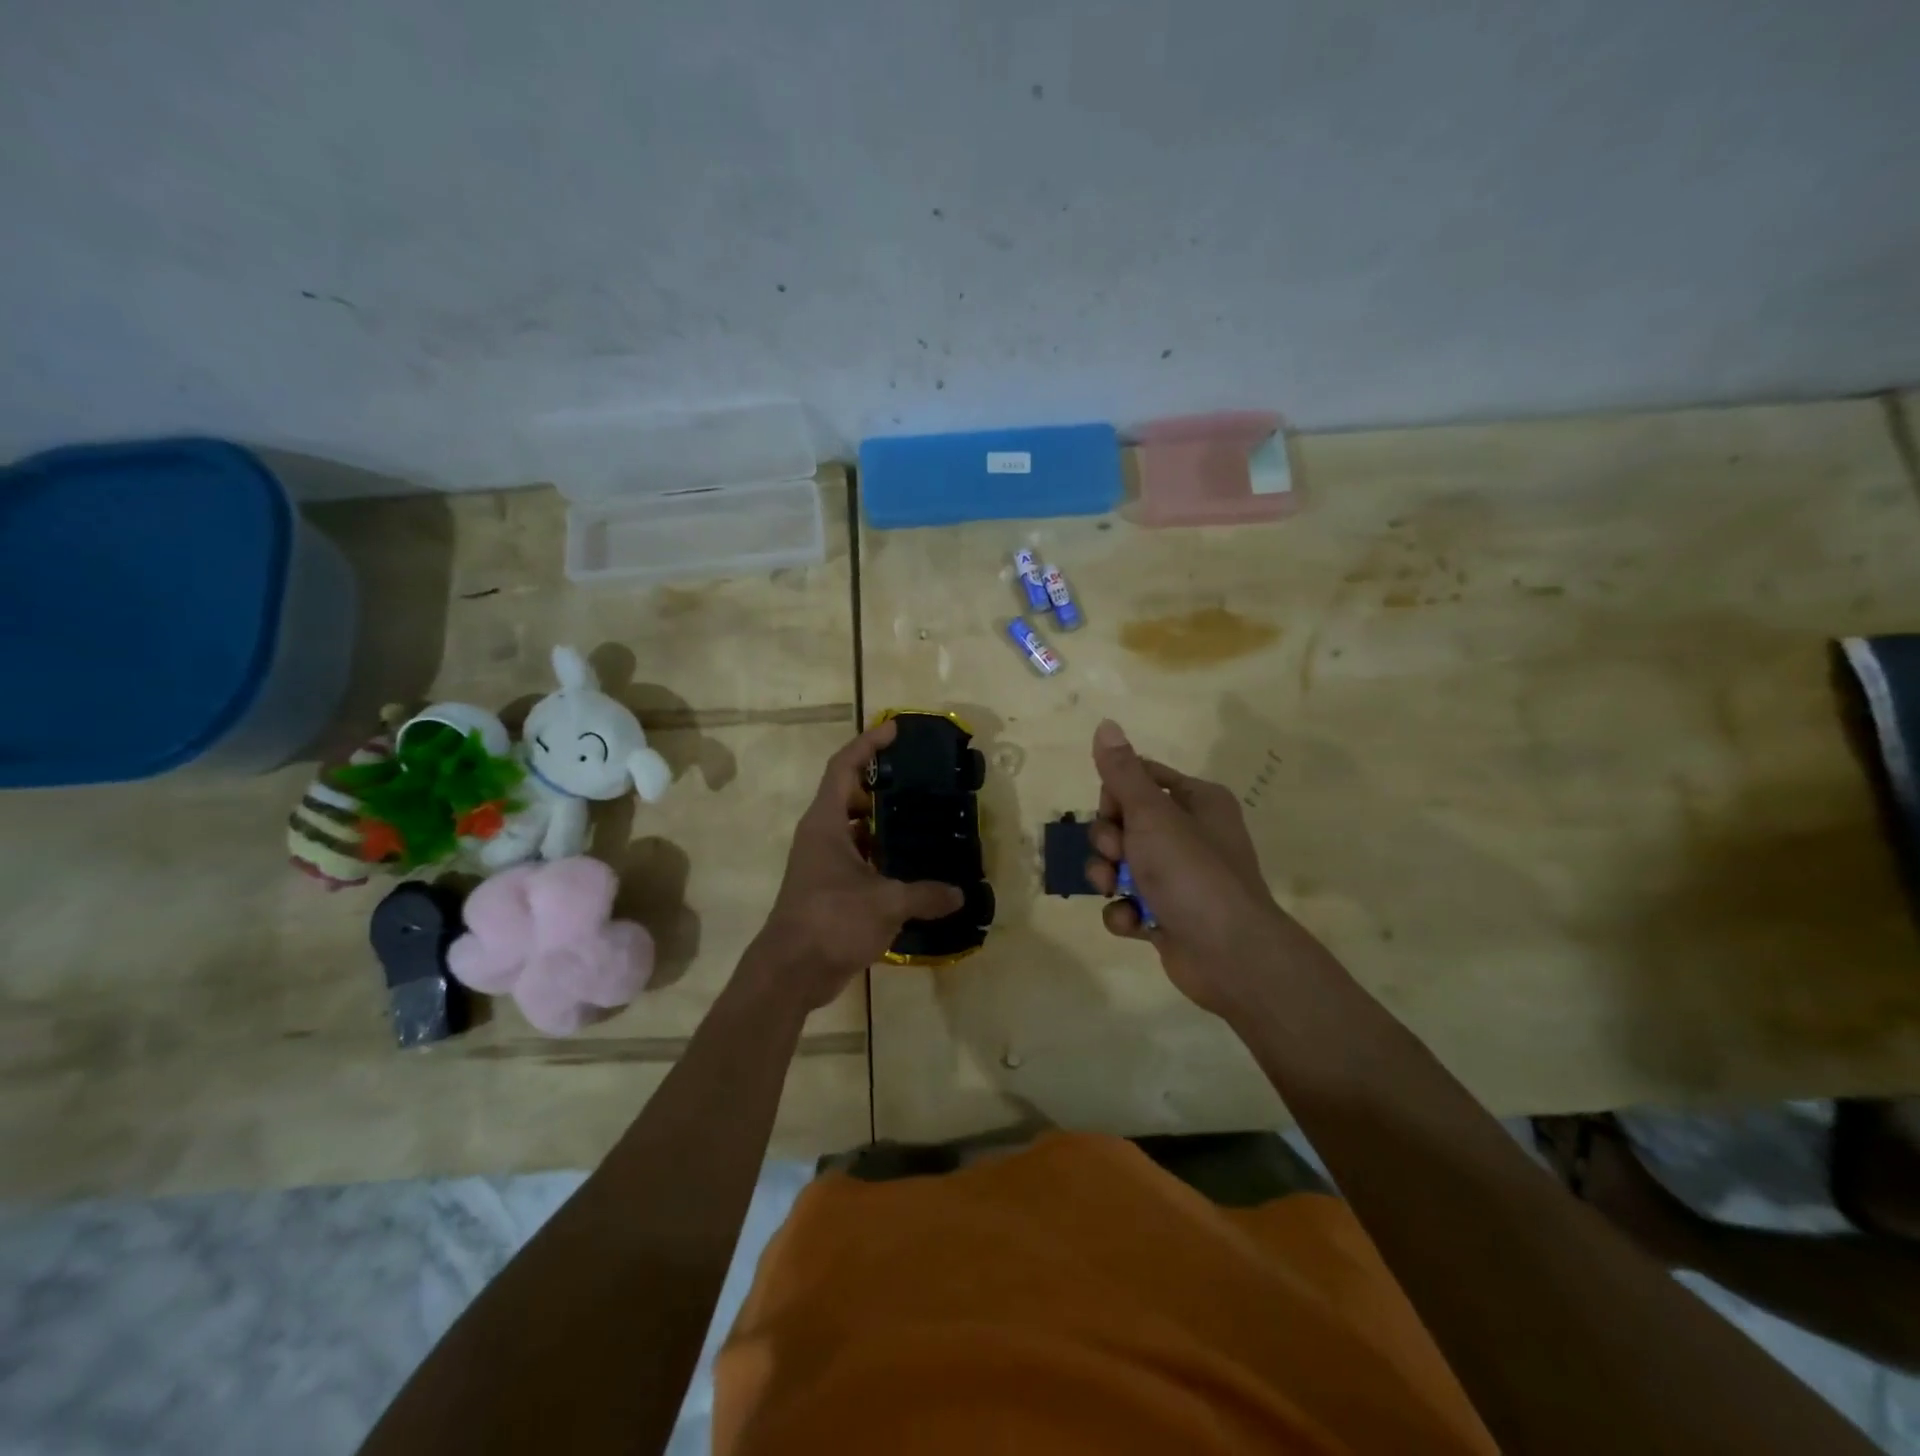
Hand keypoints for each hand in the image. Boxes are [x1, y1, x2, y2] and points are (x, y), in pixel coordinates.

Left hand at [748, 719, 962, 1012]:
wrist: (790, 972)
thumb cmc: (830, 921)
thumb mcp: (885, 903)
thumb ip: (925, 895)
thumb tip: (959, 894)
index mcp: (826, 823)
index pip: (844, 767)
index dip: (868, 743)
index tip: (895, 729)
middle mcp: (822, 836)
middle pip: (851, 795)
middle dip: (882, 784)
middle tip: (920, 780)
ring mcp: (824, 863)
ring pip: (857, 830)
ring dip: (885, 823)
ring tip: (924, 819)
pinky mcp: (831, 888)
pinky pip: (861, 859)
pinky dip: (884, 857)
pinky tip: (914, 867)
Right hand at [1085, 719, 1329, 1019]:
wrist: (1230, 954)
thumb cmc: (1192, 871)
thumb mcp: (1152, 814)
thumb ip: (1122, 772)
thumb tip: (1105, 723)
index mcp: (1196, 801)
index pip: (1140, 778)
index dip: (1115, 794)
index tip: (1114, 812)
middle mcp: (1188, 834)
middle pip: (1123, 822)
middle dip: (1108, 841)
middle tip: (1118, 854)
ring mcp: (1177, 877)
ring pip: (1119, 864)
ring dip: (1107, 877)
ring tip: (1116, 890)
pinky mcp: (1167, 915)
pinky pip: (1128, 903)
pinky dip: (1124, 912)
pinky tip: (1135, 922)